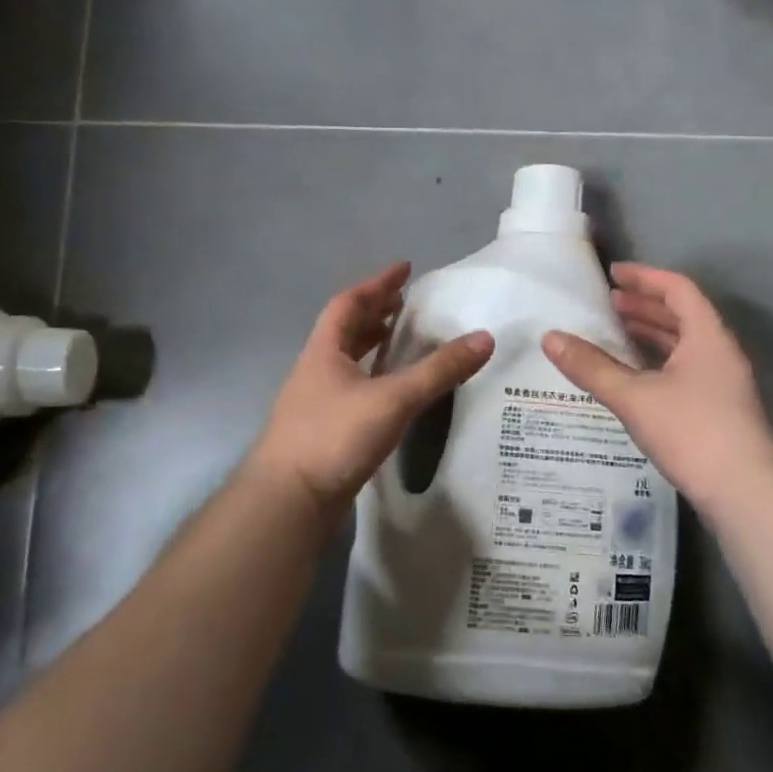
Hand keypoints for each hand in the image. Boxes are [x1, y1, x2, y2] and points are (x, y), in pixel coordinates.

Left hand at [248, 263, 494, 515]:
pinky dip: (375, 380)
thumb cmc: (333, 437)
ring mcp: (317, 403)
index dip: (377, 284)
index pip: (349, 304)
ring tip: (404, 341)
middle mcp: (317, 371)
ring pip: (348, 362)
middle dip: (376, 313)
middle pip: (346, 330)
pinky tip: (394, 393)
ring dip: (373, 346)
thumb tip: (484, 338)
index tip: (404, 269)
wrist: (288, 502)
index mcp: (324, 352)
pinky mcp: (325, 432)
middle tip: (407, 304)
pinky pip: (354, 391)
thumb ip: (438, 370)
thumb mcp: (393, 399)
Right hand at [542, 264, 772, 509]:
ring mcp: (722, 383)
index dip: (644, 277)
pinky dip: (656, 364)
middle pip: (681, 315)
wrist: (746, 493)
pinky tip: (632, 378)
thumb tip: (549, 338)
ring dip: (649, 336)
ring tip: (613, 335)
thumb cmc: (692, 432)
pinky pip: (683, 370)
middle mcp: (719, 352)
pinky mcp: (718, 410)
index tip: (612, 275)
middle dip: (643, 307)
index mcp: (707, 336)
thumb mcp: (634, 397)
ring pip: (683, 346)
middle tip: (606, 305)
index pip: (677, 289)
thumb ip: (592, 367)